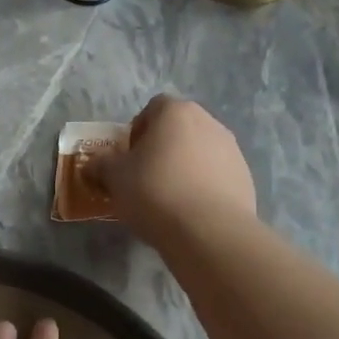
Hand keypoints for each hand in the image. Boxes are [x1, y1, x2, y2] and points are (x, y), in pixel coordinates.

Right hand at [95, 95, 256, 244]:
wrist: (209, 231)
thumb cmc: (155, 192)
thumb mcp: (115, 178)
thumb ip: (101, 165)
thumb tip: (92, 164)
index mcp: (176, 112)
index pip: (152, 108)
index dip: (137, 131)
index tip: (129, 157)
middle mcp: (209, 122)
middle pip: (179, 129)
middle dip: (162, 149)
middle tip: (145, 178)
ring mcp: (232, 150)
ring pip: (199, 152)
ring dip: (184, 167)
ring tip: (170, 199)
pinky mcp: (245, 178)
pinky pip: (216, 176)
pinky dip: (203, 187)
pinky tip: (191, 212)